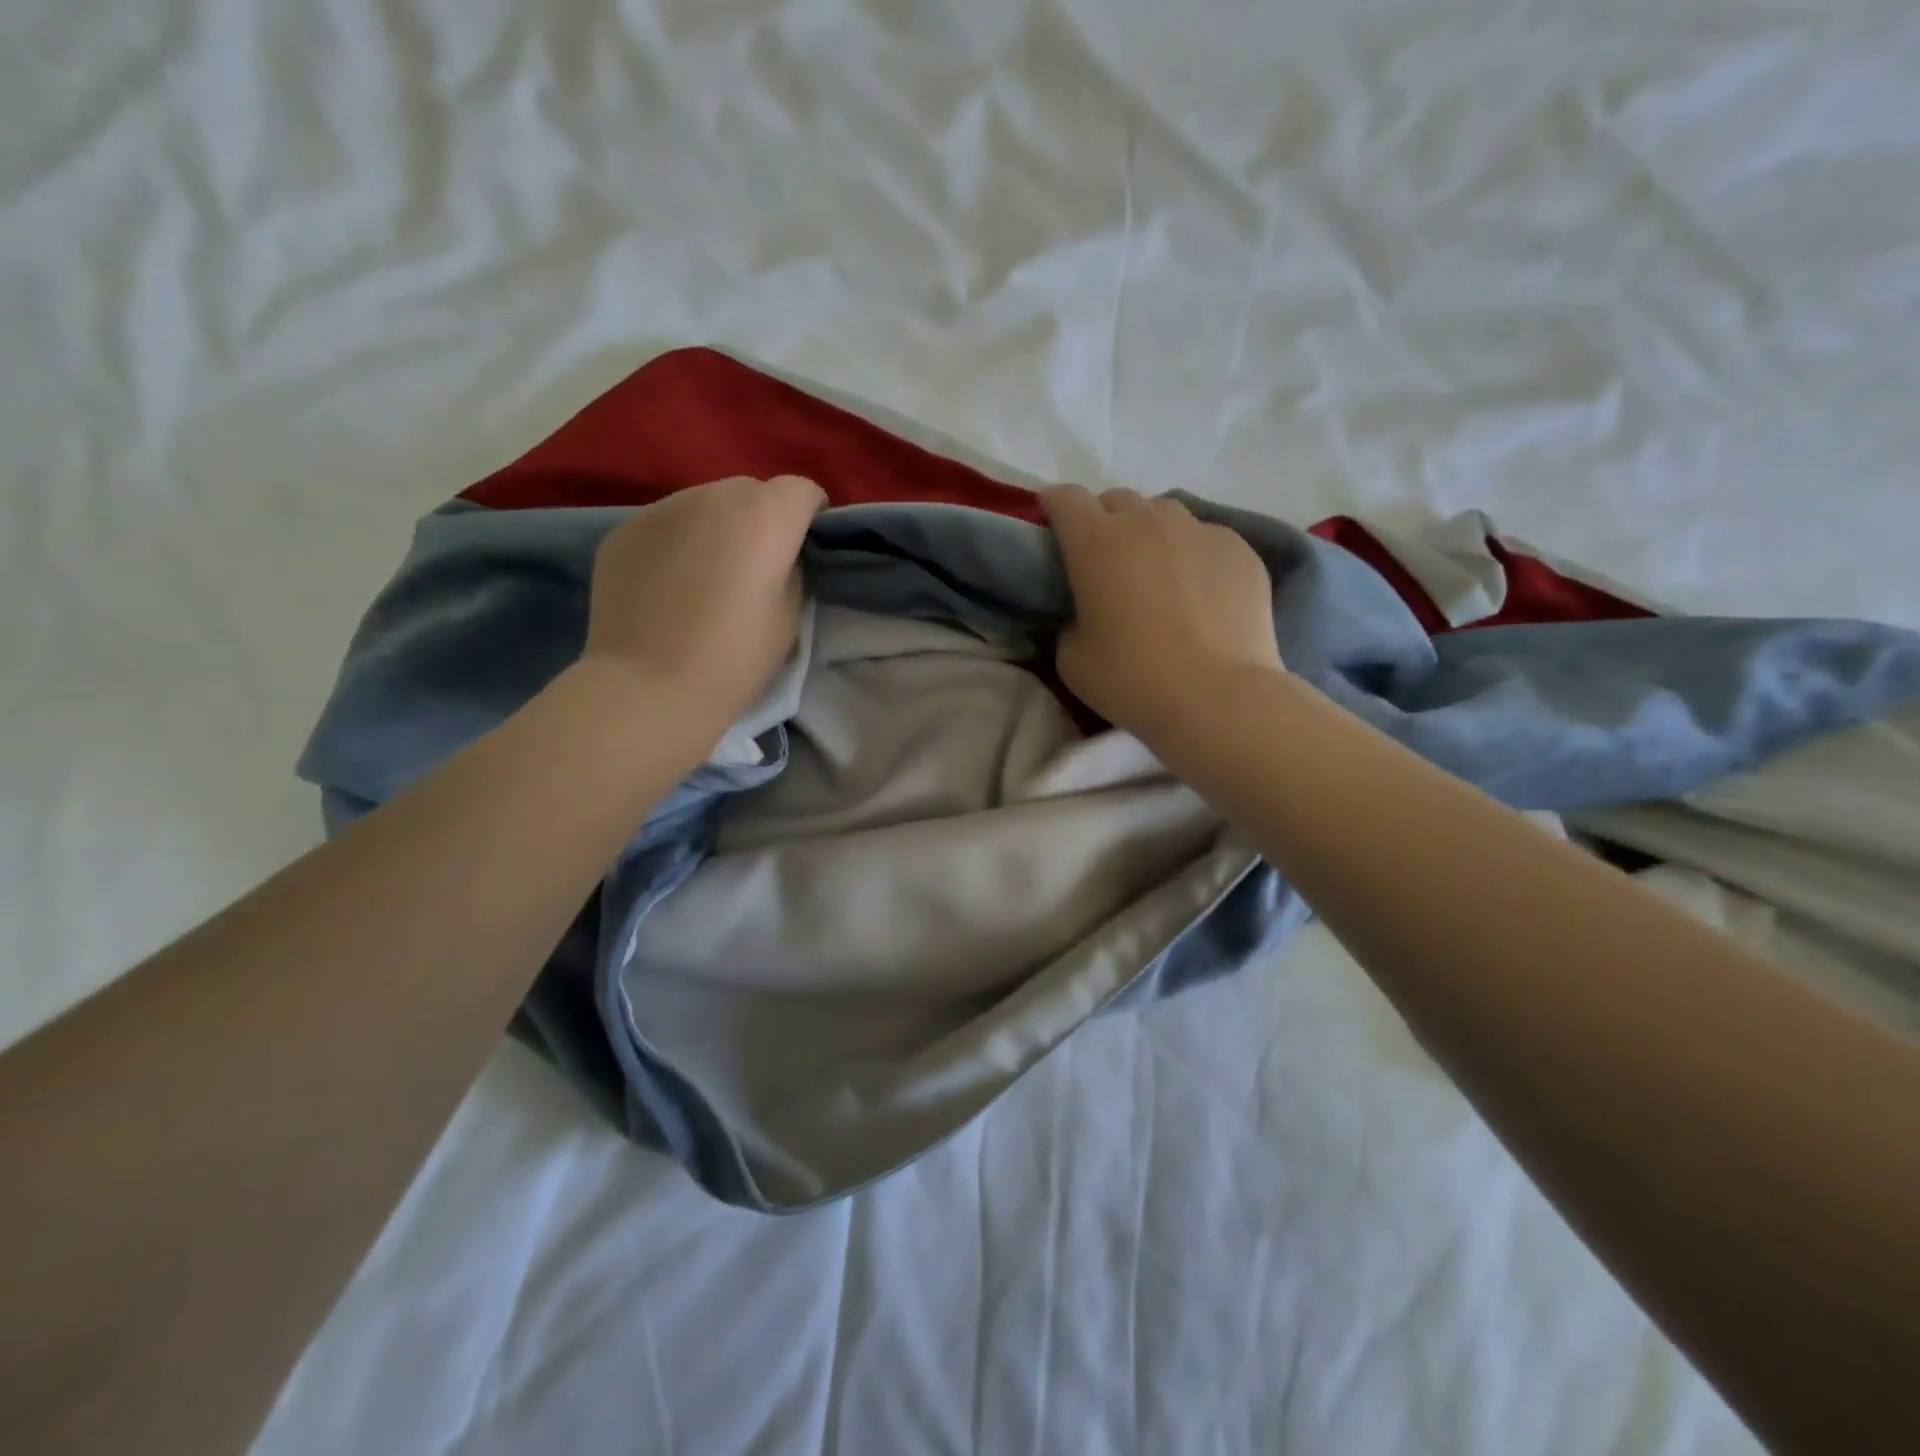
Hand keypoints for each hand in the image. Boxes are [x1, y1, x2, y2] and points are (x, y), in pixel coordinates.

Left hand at [582, 474, 825, 740]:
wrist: (649, 688)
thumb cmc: (735, 659)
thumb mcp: (790, 615)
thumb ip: (790, 568)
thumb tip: (776, 554)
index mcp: (764, 515)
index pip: (802, 490)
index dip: (809, 516)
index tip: (804, 548)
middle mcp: (712, 495)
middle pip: (750, 491)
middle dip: (761, 518)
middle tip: (754, 565)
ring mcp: (661, 508)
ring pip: (703, 505)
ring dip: (715, 529)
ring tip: (706, 576)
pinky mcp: (623, 530)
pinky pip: (665, 526)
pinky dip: (676, 544)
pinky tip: (668, 585)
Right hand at [1043, 485, 1282, 740]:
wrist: (1216, 697)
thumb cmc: (1132, 680)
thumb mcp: (1072, 658)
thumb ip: (1071, 620)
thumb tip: (1088, 612)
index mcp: (1095, 543)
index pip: (1066, 499)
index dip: (1055, 506)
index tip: (1054, 525)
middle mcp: (1145, 522)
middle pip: (1117, 500)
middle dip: (1104, 520)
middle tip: (1106, 560)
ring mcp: (1198, 530)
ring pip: (1165, 513)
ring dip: (1151, 532)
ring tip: (1158, 571)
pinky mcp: (1239, 548)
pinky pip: (1206, 538)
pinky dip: (1194, 555)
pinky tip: (1201, 593)